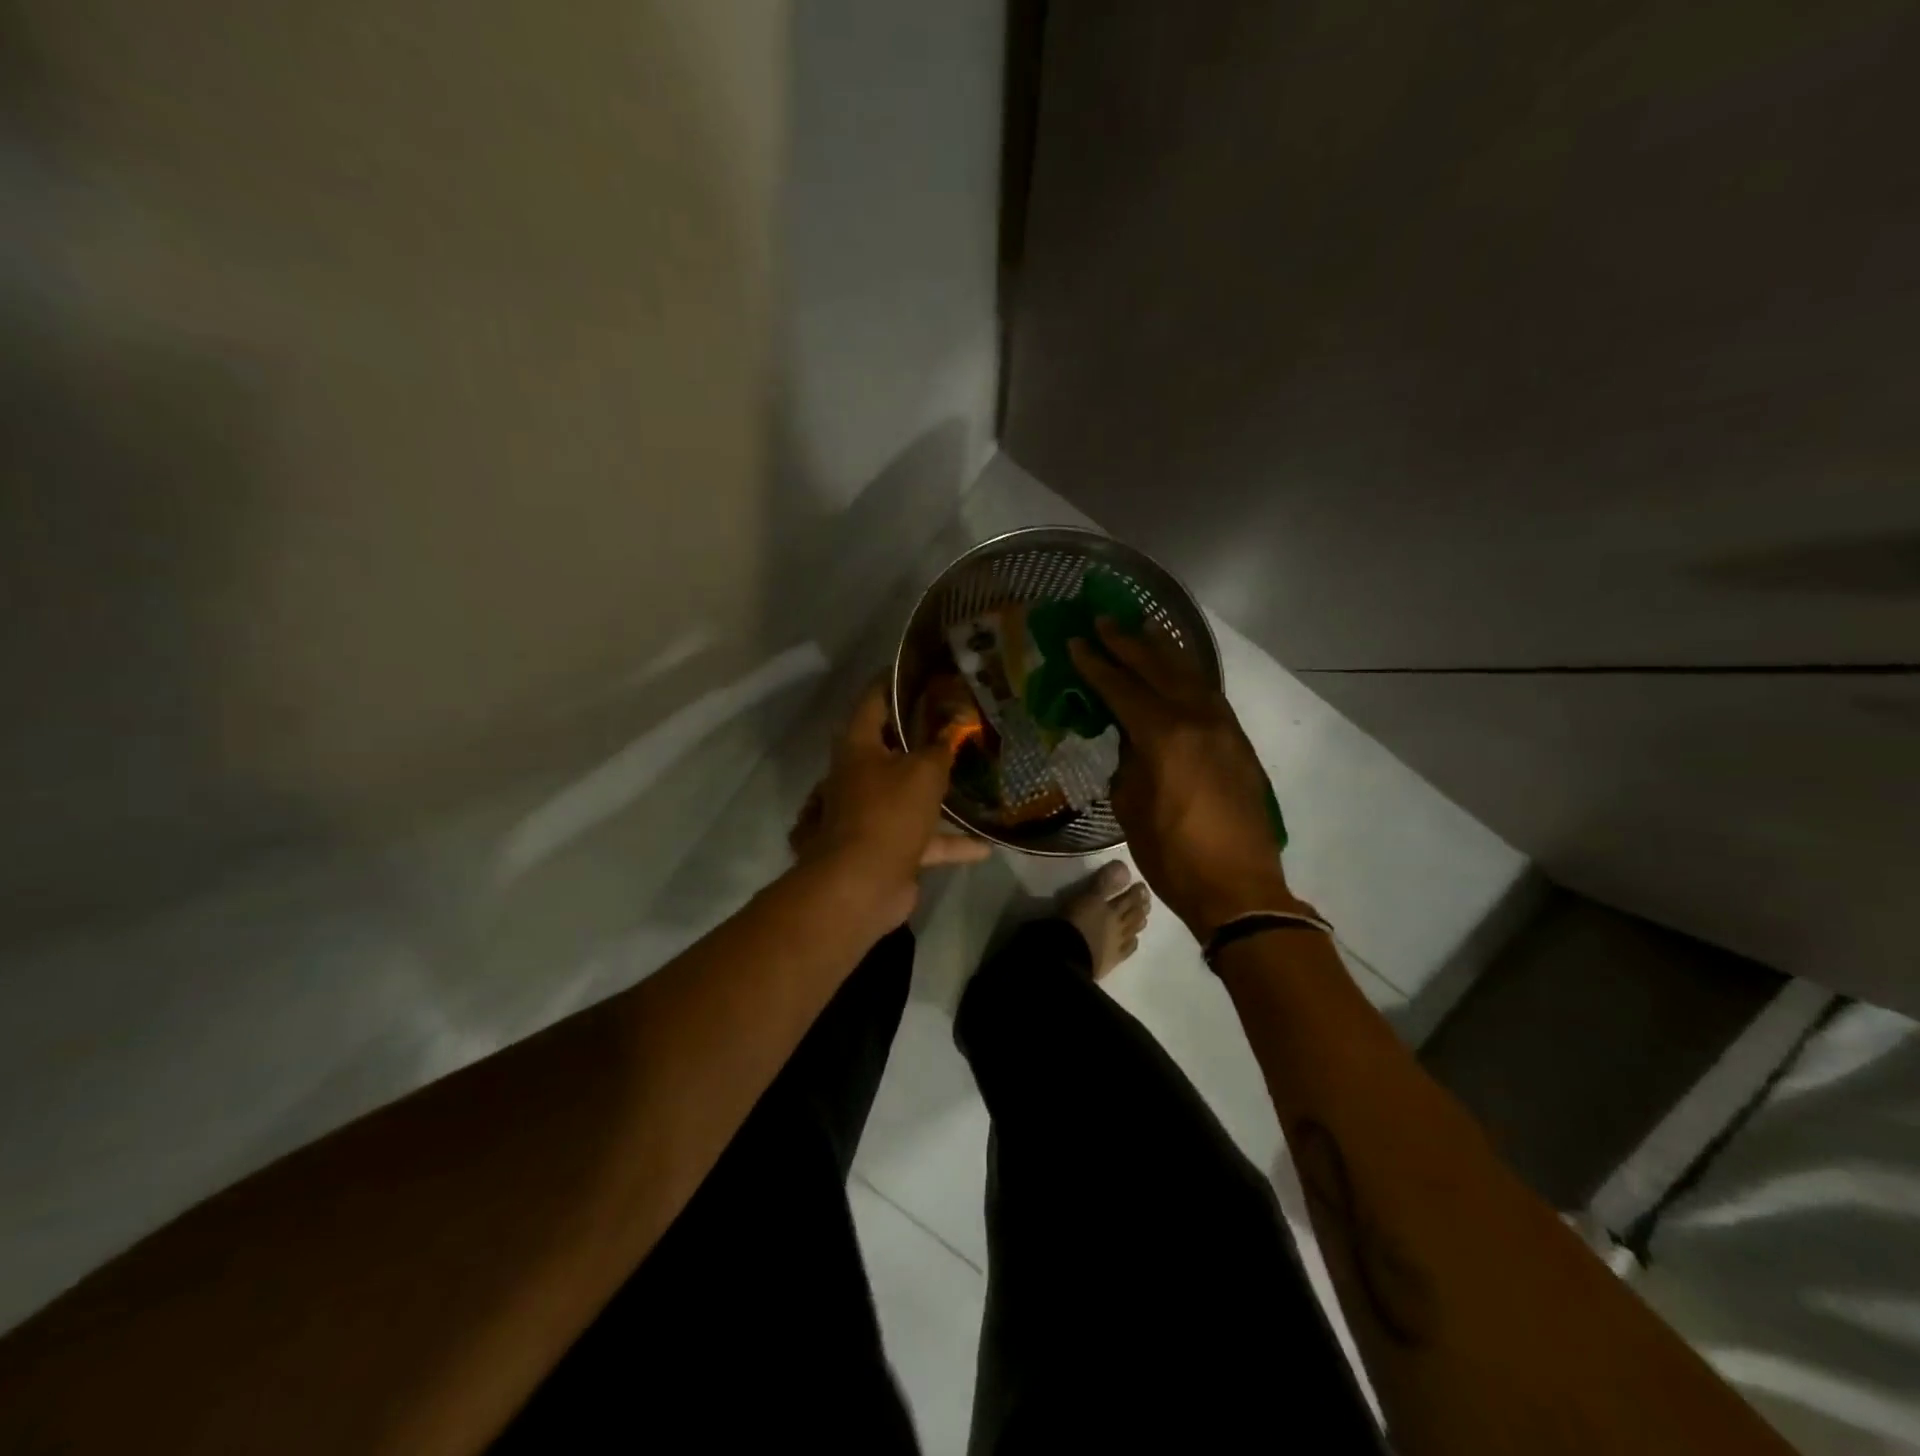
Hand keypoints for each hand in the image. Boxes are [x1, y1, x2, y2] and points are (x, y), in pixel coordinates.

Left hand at [790, 680, 991, 931]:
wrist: (861, 885)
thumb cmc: (888, 813)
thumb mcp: (923, 772)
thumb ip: (941, 746)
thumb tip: (956, 722)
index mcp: (858, 748)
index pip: (872, 701)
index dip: (893, 682)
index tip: (919, 670)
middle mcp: (858, 776)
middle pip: (890, 747)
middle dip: (921, 735)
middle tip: (955, 720)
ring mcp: (870, 814)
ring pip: (908, 793)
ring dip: (936, 791)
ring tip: (971, 777)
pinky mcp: (886, 848)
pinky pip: (923, 838)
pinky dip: (950, 842)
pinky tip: (985, 846)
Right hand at [1069, 621, 1303, 940]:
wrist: (1238, 888)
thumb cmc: (1172, 855)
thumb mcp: (1131, 806)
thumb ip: (1127, 762)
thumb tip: (1130, 740)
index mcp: (1164, 736)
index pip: (1122, 688)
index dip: (1096, 664)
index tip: (1076, 641)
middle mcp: (1197, 720)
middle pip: (1159, 669)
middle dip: (1128, 642)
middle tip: (1104, 620)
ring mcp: (1224, 729)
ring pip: (1191, 675)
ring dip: (1164, 650)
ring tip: (1144, 627)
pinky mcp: (1239, 743)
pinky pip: (1209, 695)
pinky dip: (1188, 675)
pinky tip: (1178, 670)